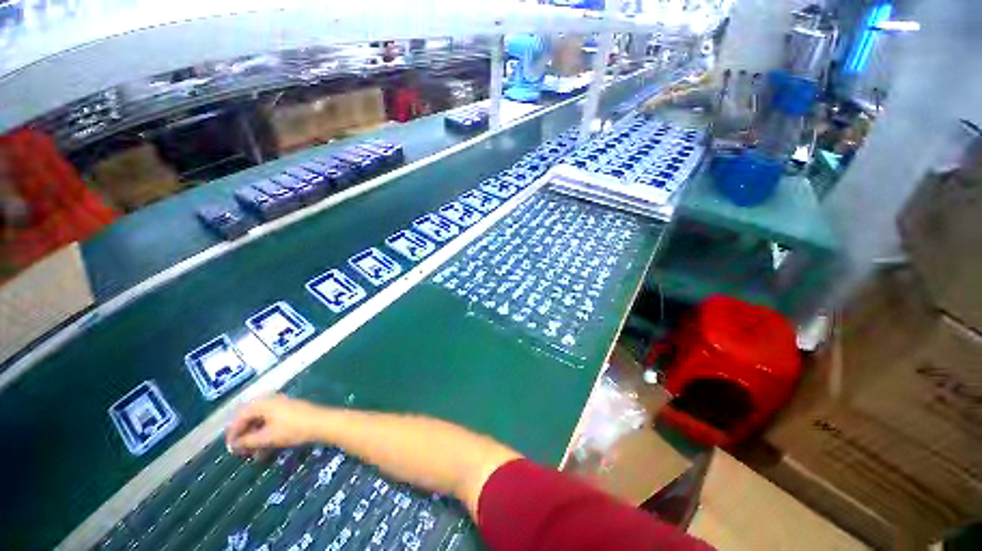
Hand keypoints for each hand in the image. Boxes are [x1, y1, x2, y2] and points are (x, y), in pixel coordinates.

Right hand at [225, 395, 326, 455]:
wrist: (322, 423)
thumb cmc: (293, 429)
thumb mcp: (267, 438)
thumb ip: (248, 441)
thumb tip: (234, 445)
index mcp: (263, 403)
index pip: (240, 417)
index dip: (232, 433)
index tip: (230, 449)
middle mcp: (271, 400)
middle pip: (250, 418)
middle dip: (244, 435)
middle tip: (241, 451)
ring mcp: (282, 404)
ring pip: (261, 421)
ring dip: (255, 437)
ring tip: (253, 453)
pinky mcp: (290, 410)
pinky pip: (272, 421)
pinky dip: (266, 434)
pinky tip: (265, 448)